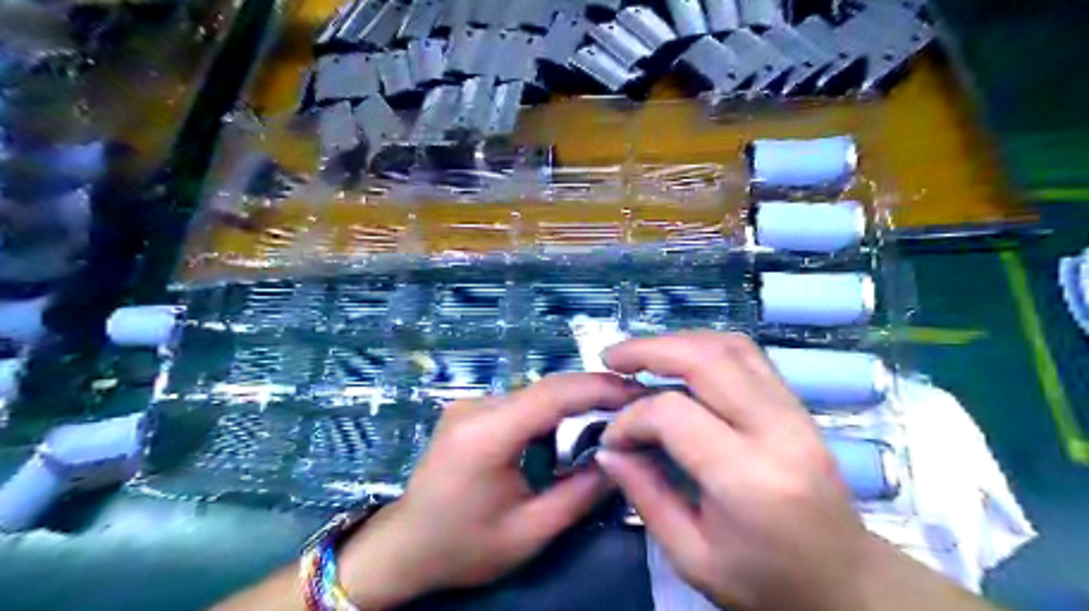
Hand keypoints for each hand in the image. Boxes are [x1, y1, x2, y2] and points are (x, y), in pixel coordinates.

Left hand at [338, 372, 639, 606]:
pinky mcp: (471, 410)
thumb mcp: (529, 532)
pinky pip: (520, 404)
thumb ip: (580, 493)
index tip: (638, 392)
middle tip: (633, 407)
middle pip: (547, 389)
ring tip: (606, 423)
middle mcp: (476, 407)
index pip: (553, 394)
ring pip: (536, 395)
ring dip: (571, 406)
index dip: (599, 388)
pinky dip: (549, 415)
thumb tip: (621, 457)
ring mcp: (470, 404)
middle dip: (593, 394)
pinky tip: (563, 436)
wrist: (404, 547)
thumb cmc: (463, 547)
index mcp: (486, 434)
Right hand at [594, 334, 873, 610]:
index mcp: (748, 477)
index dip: (631, 418)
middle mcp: (777, 430)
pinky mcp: (798, 406)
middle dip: (650, 350)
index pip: (673, 414)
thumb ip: (645, 495)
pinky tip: (681, 360)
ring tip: (642, 354)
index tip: (613, 438)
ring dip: (679, 341)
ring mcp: (794, 412)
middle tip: (613, 358)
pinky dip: (707, 347)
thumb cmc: (766, 582)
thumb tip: (608, 450)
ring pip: (731, 347)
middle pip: (706, 360)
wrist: (845, 582)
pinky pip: (749, 356)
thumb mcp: (692, 556)